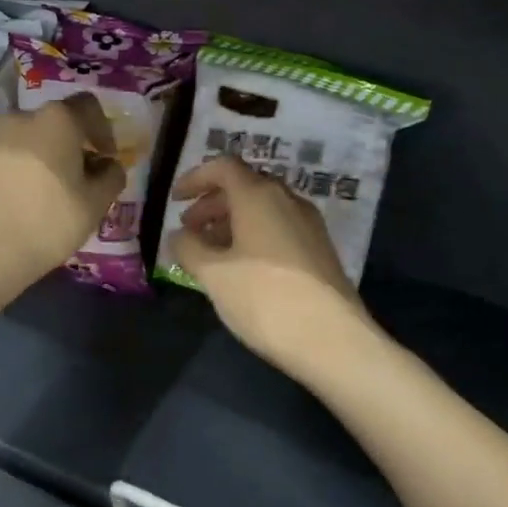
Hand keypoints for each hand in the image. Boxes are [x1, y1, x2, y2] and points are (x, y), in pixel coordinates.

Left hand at [0, 93, 124, 293]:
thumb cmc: (47, 224)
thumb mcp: (95, 206)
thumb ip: (111, 177)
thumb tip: (108, 165)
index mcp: (57, 121)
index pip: (88, 106)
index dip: (102, 129)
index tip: (104, 157)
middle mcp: (18, 118)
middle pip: (51, 123)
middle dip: (66, 145)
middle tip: (72, 179)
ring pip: (20, 141)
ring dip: (34, 158)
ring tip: (36, 194)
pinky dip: (6, 174)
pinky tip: (8, 204)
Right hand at [169, 156, 373, 371]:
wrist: (332, 339)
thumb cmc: (263, 298)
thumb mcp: (213, 274)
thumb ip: (188, 248)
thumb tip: (178, 235)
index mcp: (259, 195)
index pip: (223, 167)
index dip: (195, 178)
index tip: (175, 200)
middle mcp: (287, 200)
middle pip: (244, 186)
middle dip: (212, 203)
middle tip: (189, 229)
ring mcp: (308, 224)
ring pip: (263, 209)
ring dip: (232, 222)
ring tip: (210, 252)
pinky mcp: (319, 249)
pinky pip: (278, 228)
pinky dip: (253, 236)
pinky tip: (241, 268)